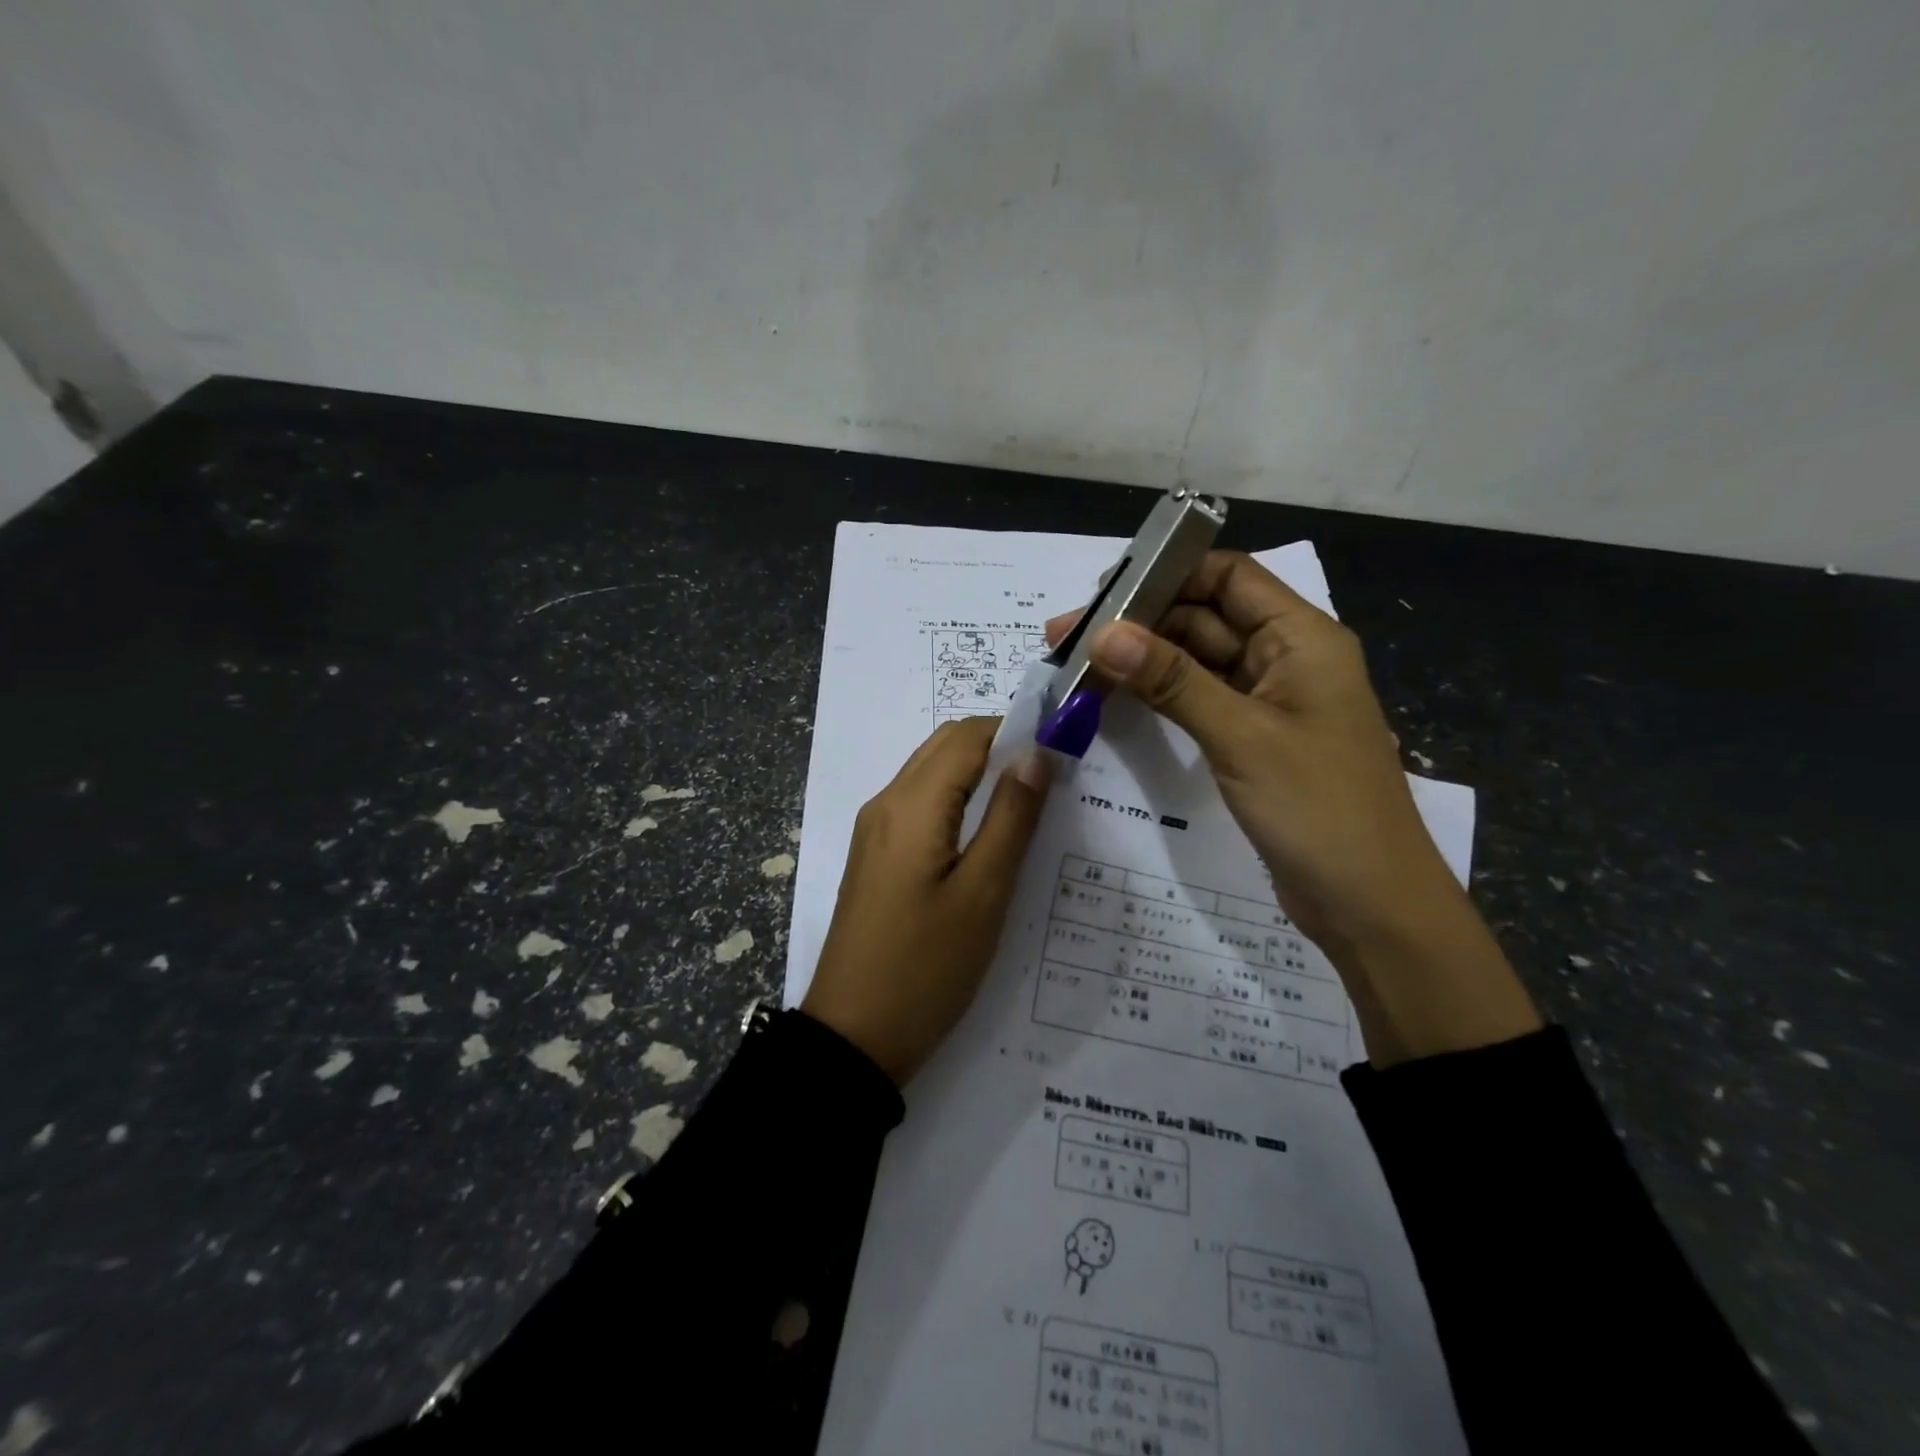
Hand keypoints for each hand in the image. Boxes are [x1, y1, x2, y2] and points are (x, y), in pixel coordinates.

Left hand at [803, 717, 1050, 1084]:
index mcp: (911, 804)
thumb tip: (1035, 754)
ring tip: (1026, 807)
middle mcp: (886, 803)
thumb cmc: (926, 967)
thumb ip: (1011, 818)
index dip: (1017, 731)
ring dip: (978, 774)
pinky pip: (920, 806)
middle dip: (999, 748)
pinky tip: (986, 835)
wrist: (853, 1036)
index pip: (968, 736)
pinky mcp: (875, 856)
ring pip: (931, 774)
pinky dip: (956, 801)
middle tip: (1049, 780)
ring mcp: (875, 830)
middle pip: (946, 747)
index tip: (1062, 751)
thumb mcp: (983, 894)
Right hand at [1047, 552, 1537, 1065]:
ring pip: (1197, 661)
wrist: (1369, 903)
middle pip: (1205, 617)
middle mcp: (1285, 659)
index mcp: (1302, 638)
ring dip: (1144, 660)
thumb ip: (1171, 680)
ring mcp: (1268, 702)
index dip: (1167, 573)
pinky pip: (1199, 700)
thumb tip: (1102, 633)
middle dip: (1140, 622)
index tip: (1103, 591)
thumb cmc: (1318, 808)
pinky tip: (1113, 698)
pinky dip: (1159, 696)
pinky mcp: (1252, 740)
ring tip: (1077, 665)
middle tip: (1068, 637)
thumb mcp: (1240, 735)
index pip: (1228, 577)